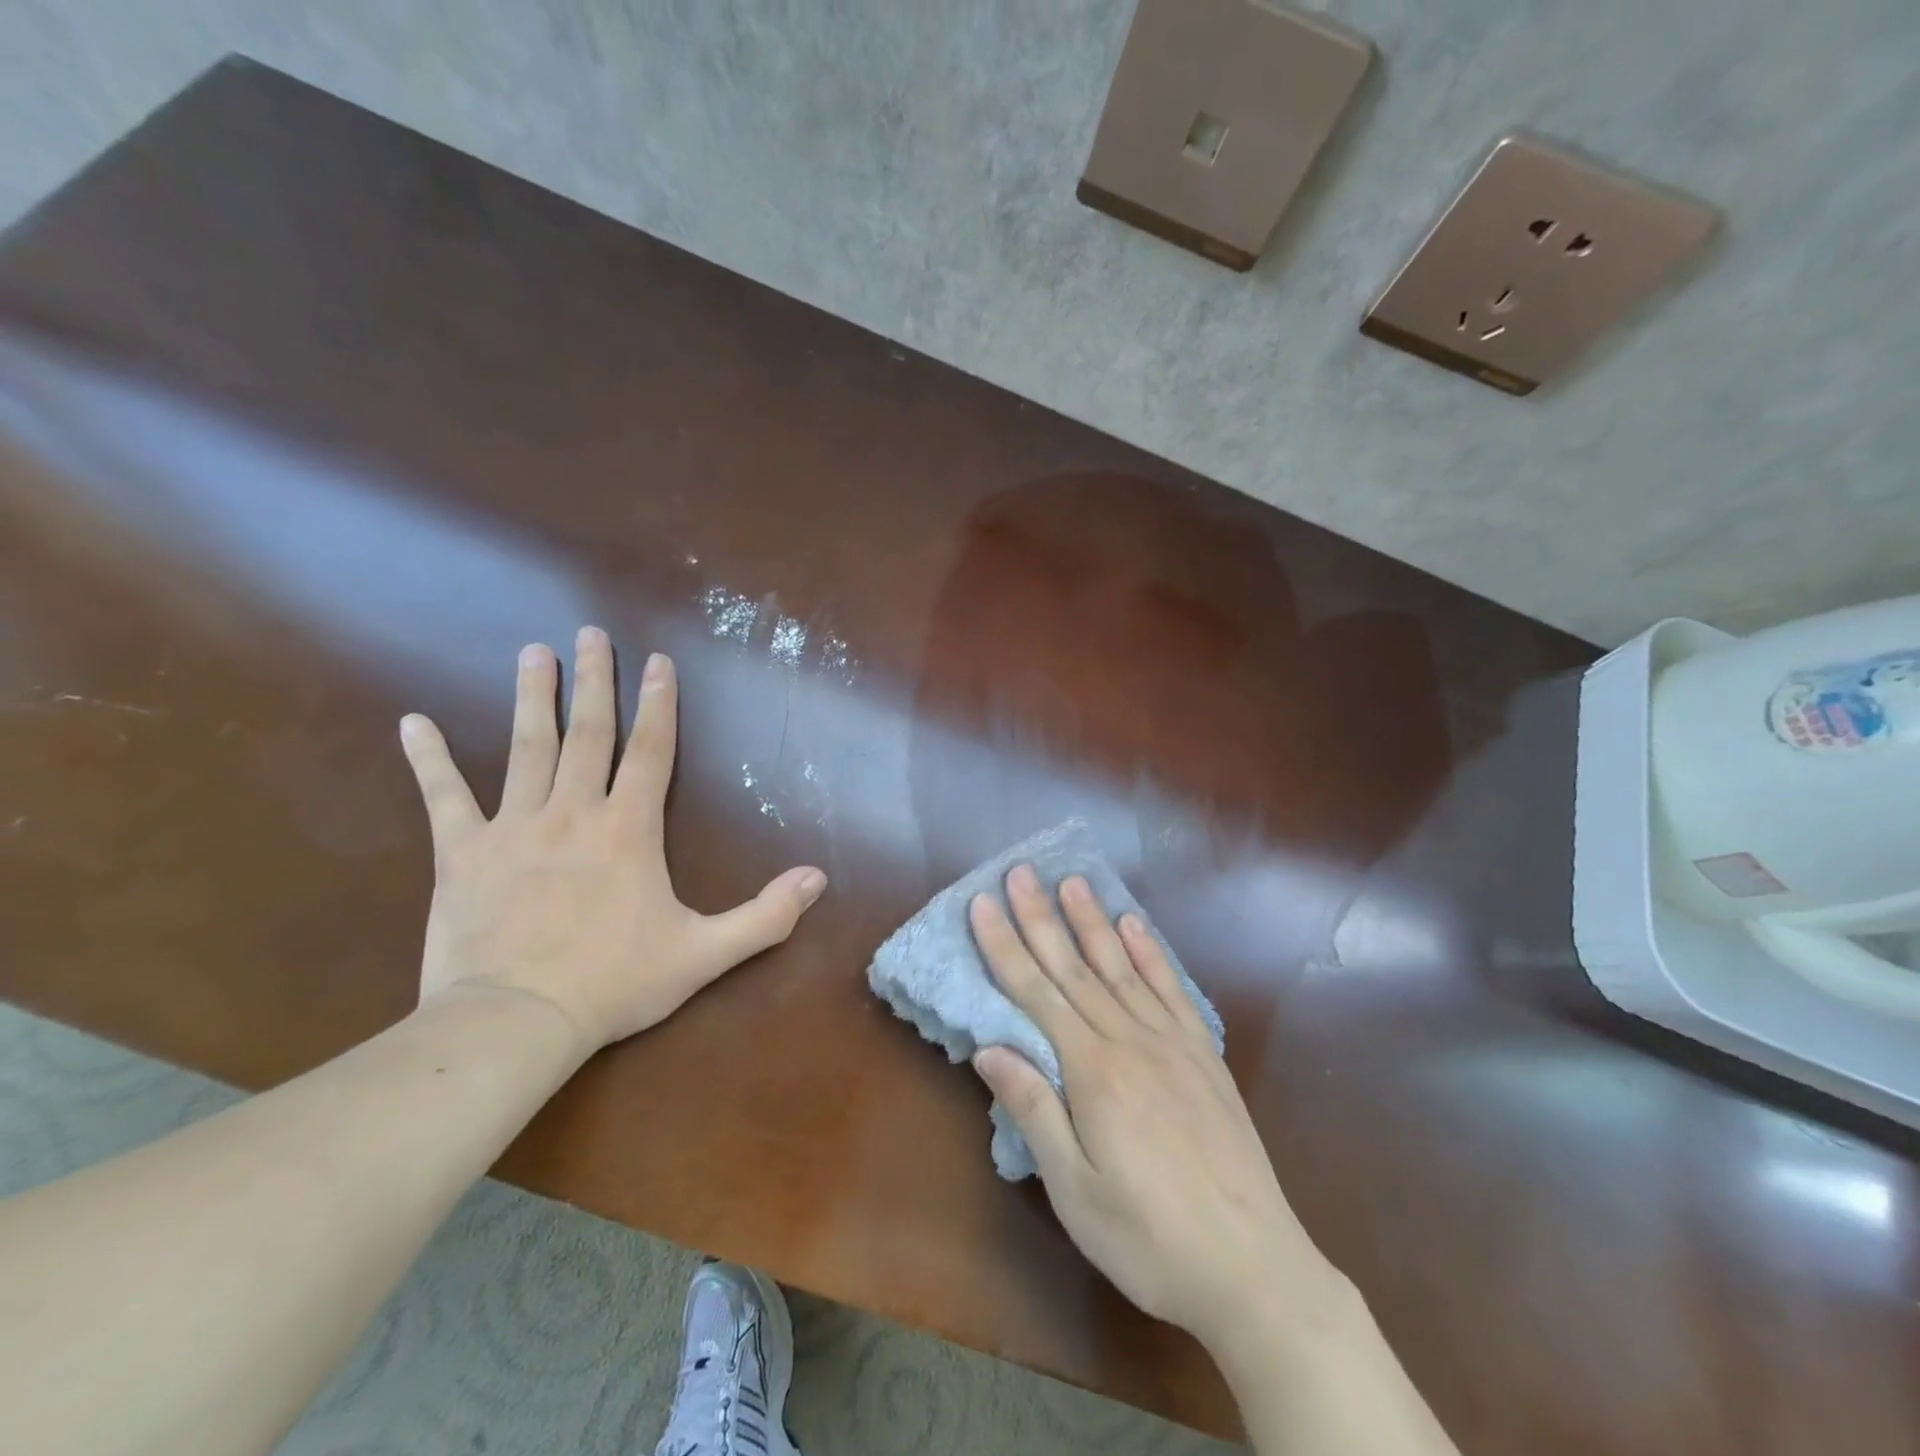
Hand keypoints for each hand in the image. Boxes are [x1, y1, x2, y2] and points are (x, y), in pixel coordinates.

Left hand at [399, 627, 826, 1054]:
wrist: (517, 1022)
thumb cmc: (616, 983)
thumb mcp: (705, 954)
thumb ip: (765, 915)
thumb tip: (819, 879)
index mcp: (629, 828)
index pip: (650, 751)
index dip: (658, 704)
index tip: (657, 662)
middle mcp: (573, 812)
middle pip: (588, 733)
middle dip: (595, 681)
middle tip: (591, 634)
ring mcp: (513, 827)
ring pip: (526, 748)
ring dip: (533, 697)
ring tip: (534, 652)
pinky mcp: (462, 852)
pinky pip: (443, 797)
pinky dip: (428, 759)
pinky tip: (412, 722)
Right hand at [969, 866, 1342, 1354]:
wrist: (1254, 1269)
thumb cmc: (1149, 1239)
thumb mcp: (1075, 1190)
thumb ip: (1034, 1111)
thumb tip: (990, 1047)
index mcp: (1092, 1072)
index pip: (1035, 994)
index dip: (1004, 946)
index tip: (982, 904)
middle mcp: (1130, 1041)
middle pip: (1074, 968)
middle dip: (1041, 918)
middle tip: (1020, 872)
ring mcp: (1172, 1043)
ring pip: (1121, 967)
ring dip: (1092, 921)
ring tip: (1071, 881)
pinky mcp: (1204, 1056)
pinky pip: (1171, 990)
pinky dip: (1151, 952)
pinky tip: (1134, 925)